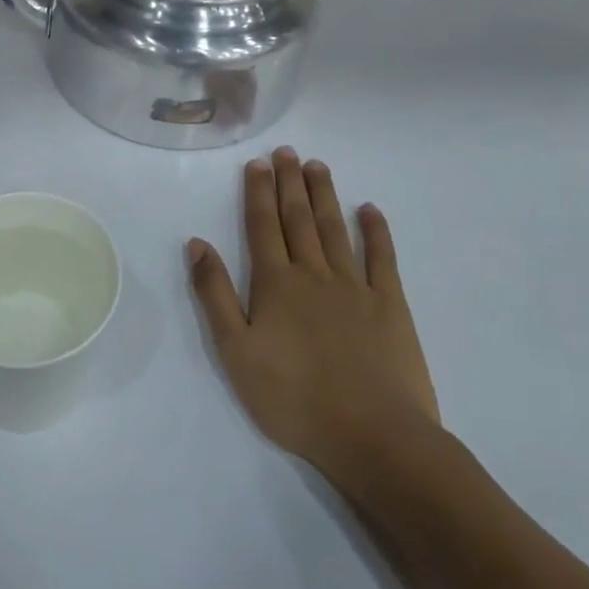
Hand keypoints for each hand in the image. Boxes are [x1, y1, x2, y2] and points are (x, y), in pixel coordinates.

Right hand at [188, 148, 441, 508]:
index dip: (258, 192)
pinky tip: (370, 210)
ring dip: (324, 196)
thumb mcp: (235, 351)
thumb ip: (215, 294)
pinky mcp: (391, 306)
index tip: (257, 163)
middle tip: (286, 152)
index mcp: (275, 284)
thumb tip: (197, 244)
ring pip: (335, 230)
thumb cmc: (294, 398)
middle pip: (298, 219)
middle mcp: (313, 274)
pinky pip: (383, 259)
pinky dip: (376, 232)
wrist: (374, 436)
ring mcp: (355, 287)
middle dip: (289, 183)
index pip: (262, 226)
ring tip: (317, 166)